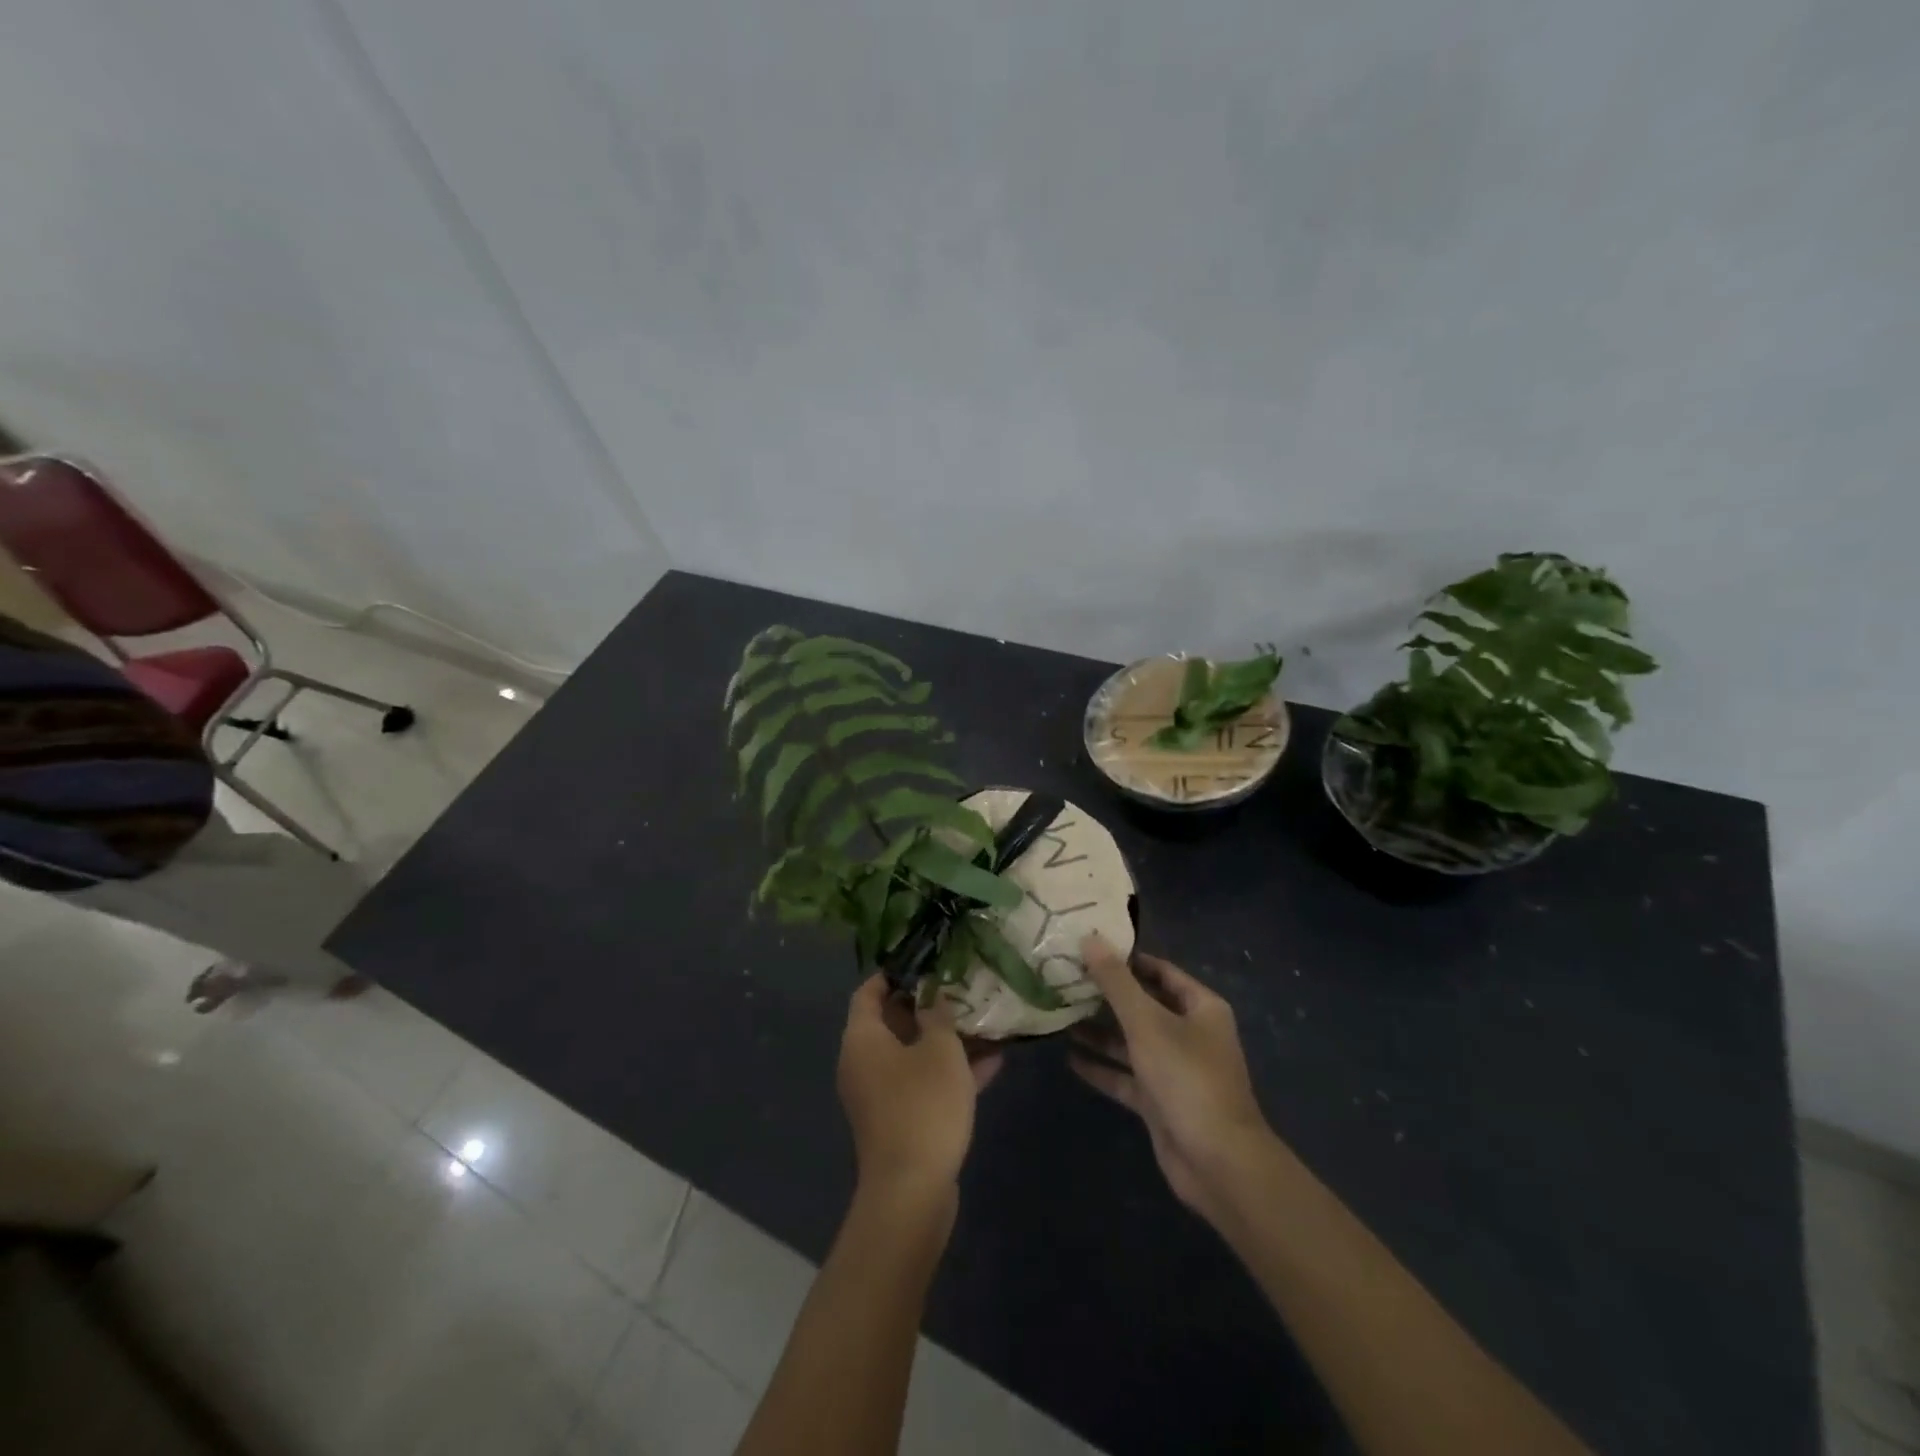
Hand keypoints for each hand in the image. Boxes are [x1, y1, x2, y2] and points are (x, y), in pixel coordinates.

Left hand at [838, 976, 1002, 1200]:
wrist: (912, 1192)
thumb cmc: (923, 1106)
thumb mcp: (940, 1050)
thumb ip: (938, 1015)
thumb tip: (933, 996)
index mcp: (863, 1039)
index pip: (869, 991)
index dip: (895, 973)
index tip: (927, 960)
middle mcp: (863, 1062)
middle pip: (893, 1021)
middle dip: (928, 1005)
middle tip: (962, 987)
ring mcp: (881, 1094)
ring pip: (913, 1053)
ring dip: (945, 1039)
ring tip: (983, 1019)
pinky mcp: (900, 1119)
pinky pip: (923, 1082)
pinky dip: (950, 1071)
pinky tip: (993, 1061)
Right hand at [1070, 935, 1274, 1224]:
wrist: (1218, 1163)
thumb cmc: (1187, 1078)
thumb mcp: (1147, 1022)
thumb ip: (1116, 982)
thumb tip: (1090, 938)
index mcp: (1200, 1008)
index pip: (1160, 971)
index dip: (1127, 959)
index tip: (1088, 947)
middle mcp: (1190, 1033)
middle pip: (1143, 1005)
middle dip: (1107, 995)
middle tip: (1065, 978)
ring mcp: (1175, 1069)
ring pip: (1132, 1041)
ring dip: (1100, 1031)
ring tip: (1060, 1014)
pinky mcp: (1160, 1101)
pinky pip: (1126, 1076)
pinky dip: (1102, 1067)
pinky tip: (1069, 1058)